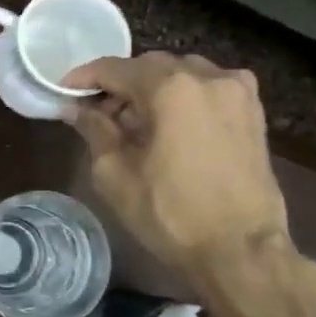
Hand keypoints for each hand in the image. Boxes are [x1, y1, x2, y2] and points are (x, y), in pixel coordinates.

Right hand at [61, 52, 290, 287]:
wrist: (239, 249)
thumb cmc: (169, 213)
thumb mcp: (114, 173)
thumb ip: (95, 130)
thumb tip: (77, 109)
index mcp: (171, 88)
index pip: (115, 68)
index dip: (84, 77)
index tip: (62, 90)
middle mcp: (208, 78)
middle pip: (151, 67)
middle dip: (120, 84)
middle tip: (96, 111)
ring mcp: (238, 93)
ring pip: (183, 74)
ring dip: (153, 89)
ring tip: (132, 120)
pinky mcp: (253, 114)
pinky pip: (208, 90)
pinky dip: (183, 98)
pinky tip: (169, 125)